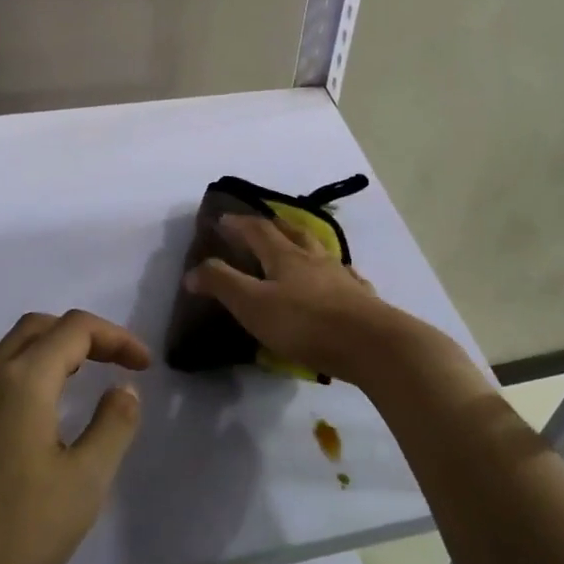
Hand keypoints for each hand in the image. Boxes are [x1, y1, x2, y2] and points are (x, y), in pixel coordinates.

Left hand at [0, 310, 150, 563]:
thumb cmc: (15, 533)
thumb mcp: (84, 482)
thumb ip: (113, 426)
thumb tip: (123, 389)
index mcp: (23, 380)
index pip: (75, 328)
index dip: (116, 338)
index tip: (144, 367)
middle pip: (37, 327)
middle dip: (83, 335)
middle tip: (115, 364)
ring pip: (6, 347)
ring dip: (46, 348)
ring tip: (75, 378)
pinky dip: (21, 370)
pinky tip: (33, 413)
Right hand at [183, 213, 413, 384]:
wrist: (371, 344)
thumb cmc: (305, 323)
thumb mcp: (252, 305)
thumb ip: (221, 285)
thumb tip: (192, 271)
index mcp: (285, 257)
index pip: (258, 231)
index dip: (238, 224)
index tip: (222, 219)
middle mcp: (315, 259)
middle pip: (293, 233)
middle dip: (274, 226)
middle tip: (263, 224)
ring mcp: (342, 277)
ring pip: (321, 252)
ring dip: (306, 244)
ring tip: (300, 247)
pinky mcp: (362, 299)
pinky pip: (345, 277)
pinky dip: (335, 273)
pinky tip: (339, 279)